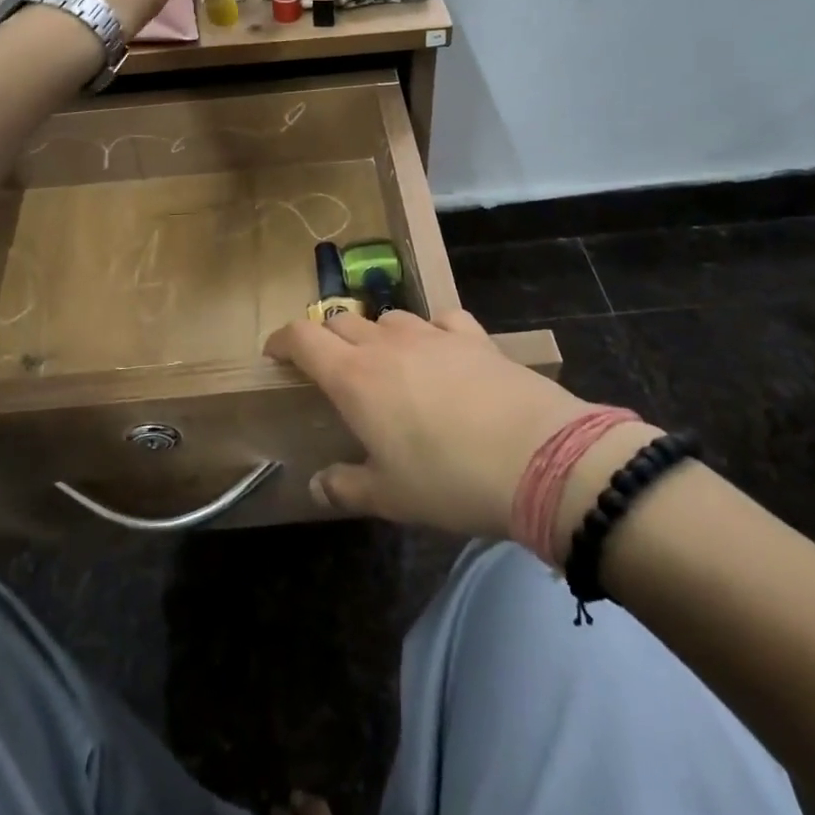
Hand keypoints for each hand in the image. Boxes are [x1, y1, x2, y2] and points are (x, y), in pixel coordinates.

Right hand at [264, 309, 659, 545]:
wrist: (539, 458)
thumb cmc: (448, 480)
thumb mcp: (390, 497)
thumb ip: (346, 487)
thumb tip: (318, 486)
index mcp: (354, 377)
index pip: (303, 338)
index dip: (282, 340)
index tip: (275, 352)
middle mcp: (386, 344)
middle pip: (343, 321)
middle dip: (328, 338)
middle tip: (332, 367)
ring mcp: (432, 334)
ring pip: (389, 317)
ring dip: (377, 334)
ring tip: (387, 362)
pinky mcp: (473, 336)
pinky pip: (440, 320)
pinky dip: (430, 331)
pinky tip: (440, 351)